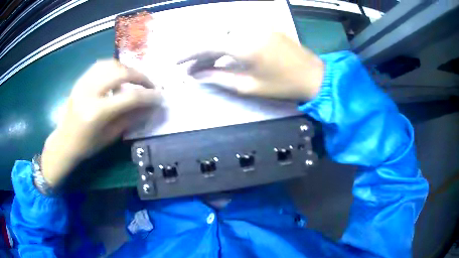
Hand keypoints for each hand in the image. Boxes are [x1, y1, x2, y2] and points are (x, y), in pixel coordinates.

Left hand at [41, 60, 161, 186]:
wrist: (63, 142)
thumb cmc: (86, 146)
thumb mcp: (110, 137)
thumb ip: (130, 118)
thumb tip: (149, 107)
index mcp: (97, 112)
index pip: (129, 97)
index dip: (148, 96)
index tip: (160, 96)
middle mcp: (89, 92)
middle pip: (121, 73)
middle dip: (140, 76)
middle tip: (149, 84)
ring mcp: (83, 83)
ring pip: (111, 64)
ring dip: (127, 69)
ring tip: (135, 78)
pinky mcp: (80, 80)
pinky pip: (100, 65)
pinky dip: (114, 67)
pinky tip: (119, 74)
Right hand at [179, 31, 323, 100]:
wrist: (313, 75)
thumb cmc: (282, 85)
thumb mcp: (248, 86)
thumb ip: (219, 78)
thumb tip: (196, 75)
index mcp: (243, 45)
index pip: (206, 44)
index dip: (188, 53)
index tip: (176, 62)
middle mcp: (247, 28)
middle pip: (213, 36)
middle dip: (199, 52)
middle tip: (192, 68)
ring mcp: (257, 25)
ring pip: (224, 31)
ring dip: (212, 46)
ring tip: (206, 63)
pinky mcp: (264, 26)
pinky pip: (237, 30)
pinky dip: (226, 40)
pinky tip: (224, 52)